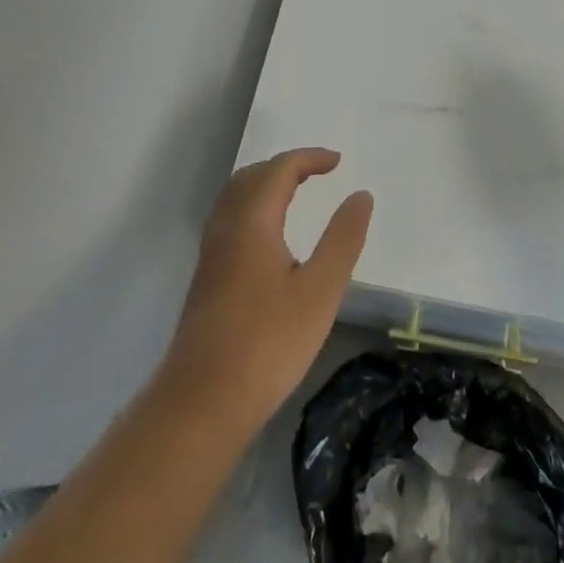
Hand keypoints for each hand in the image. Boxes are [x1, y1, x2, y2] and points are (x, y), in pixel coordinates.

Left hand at [159, 149, 372, 434]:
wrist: (202, 404)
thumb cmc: (267, 344)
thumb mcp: (320, 291)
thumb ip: (342, 239)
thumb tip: (361, 195)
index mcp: (252, 221)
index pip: (279, 170)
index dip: (309, 158)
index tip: (338, 162)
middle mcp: (226, 227)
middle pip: (252, 177)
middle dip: (285, 166)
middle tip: (318, 173)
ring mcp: (211, 254)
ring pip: (235, 198)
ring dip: (266, 185)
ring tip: (295, 195)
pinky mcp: (206, 279)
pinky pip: (229, 219)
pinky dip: (253, 207)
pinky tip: (268, 237)